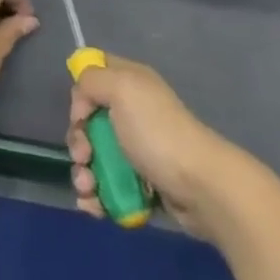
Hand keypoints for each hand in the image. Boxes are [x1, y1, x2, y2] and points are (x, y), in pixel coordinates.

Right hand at [68, 56, 244, 237]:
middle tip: (85, 155)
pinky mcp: (141, 183)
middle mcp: (133, 112)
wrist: (200, 186)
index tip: (81, 113)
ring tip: (89, 188)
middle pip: (89, 121)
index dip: (81, 91)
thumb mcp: (122, 88)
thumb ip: (92, 80)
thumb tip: (82, 100)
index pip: (96, 73)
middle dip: (79, 141)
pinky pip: (107, 186)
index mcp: (130, 83)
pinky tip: (94, 205)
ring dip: (83, 174)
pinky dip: (96, 196)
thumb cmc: (157, 132)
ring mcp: (137, 149)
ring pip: (94, 157)